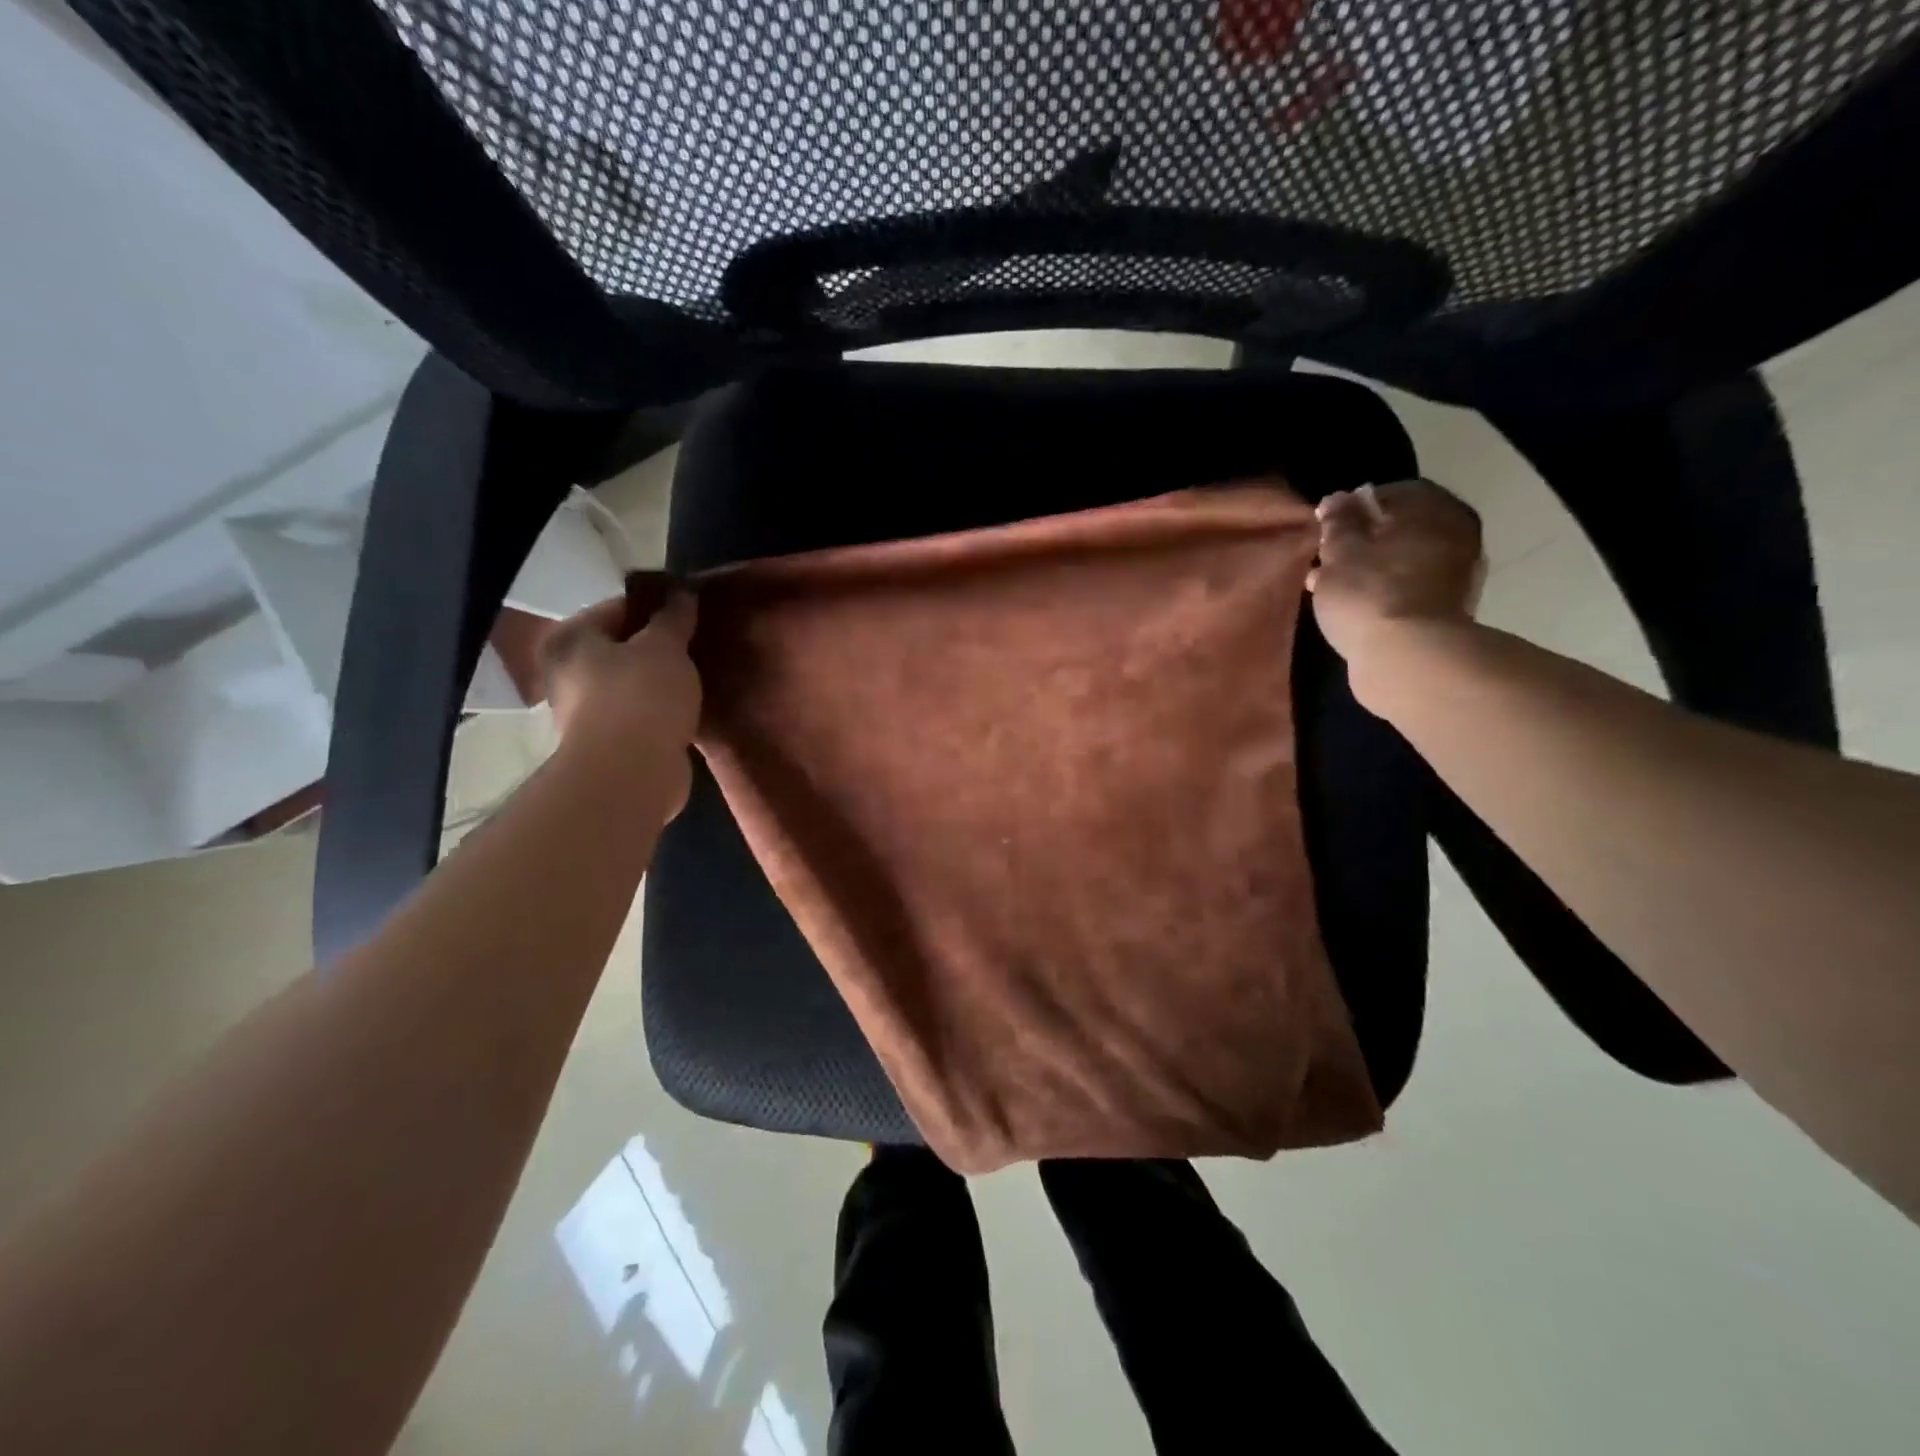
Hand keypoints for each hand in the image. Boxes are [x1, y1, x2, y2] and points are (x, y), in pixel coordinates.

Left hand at [540, 590, 701, 820]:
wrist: (632, 773)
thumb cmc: (642, 696)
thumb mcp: (665, 646)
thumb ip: (674, 617)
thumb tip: (682, 593)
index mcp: (572, 639)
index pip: (617, 608)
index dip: (657, 606)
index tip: (691, 611)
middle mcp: (567, 672)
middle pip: (622, 647)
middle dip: (659, 646)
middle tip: (698, 643)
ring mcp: (586, 712)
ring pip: (633, 683)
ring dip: (662, 680)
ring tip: (700, 674)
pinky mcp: (610, 744)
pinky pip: (642, 714)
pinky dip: (663, 710)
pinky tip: (691, 707)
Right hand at [1306, 479, 1485, 667]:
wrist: (1408, 659)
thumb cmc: (1369, 594)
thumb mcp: (1340, 552)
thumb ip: (1338, 522)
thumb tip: (1338, 499)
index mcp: (1433, 510)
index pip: (1390, 493)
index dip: (1353, 506)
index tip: (1324, 525)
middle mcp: (1455, 535)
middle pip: (1400, 529)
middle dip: (1363, 540)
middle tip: (1327, 556)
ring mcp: (1455, 577)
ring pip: (1402, 561)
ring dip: (1370, 569)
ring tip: (1333, 585)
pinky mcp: (1445, 612)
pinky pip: (1406, 590)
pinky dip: (1381, 593)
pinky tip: (1354, 607)